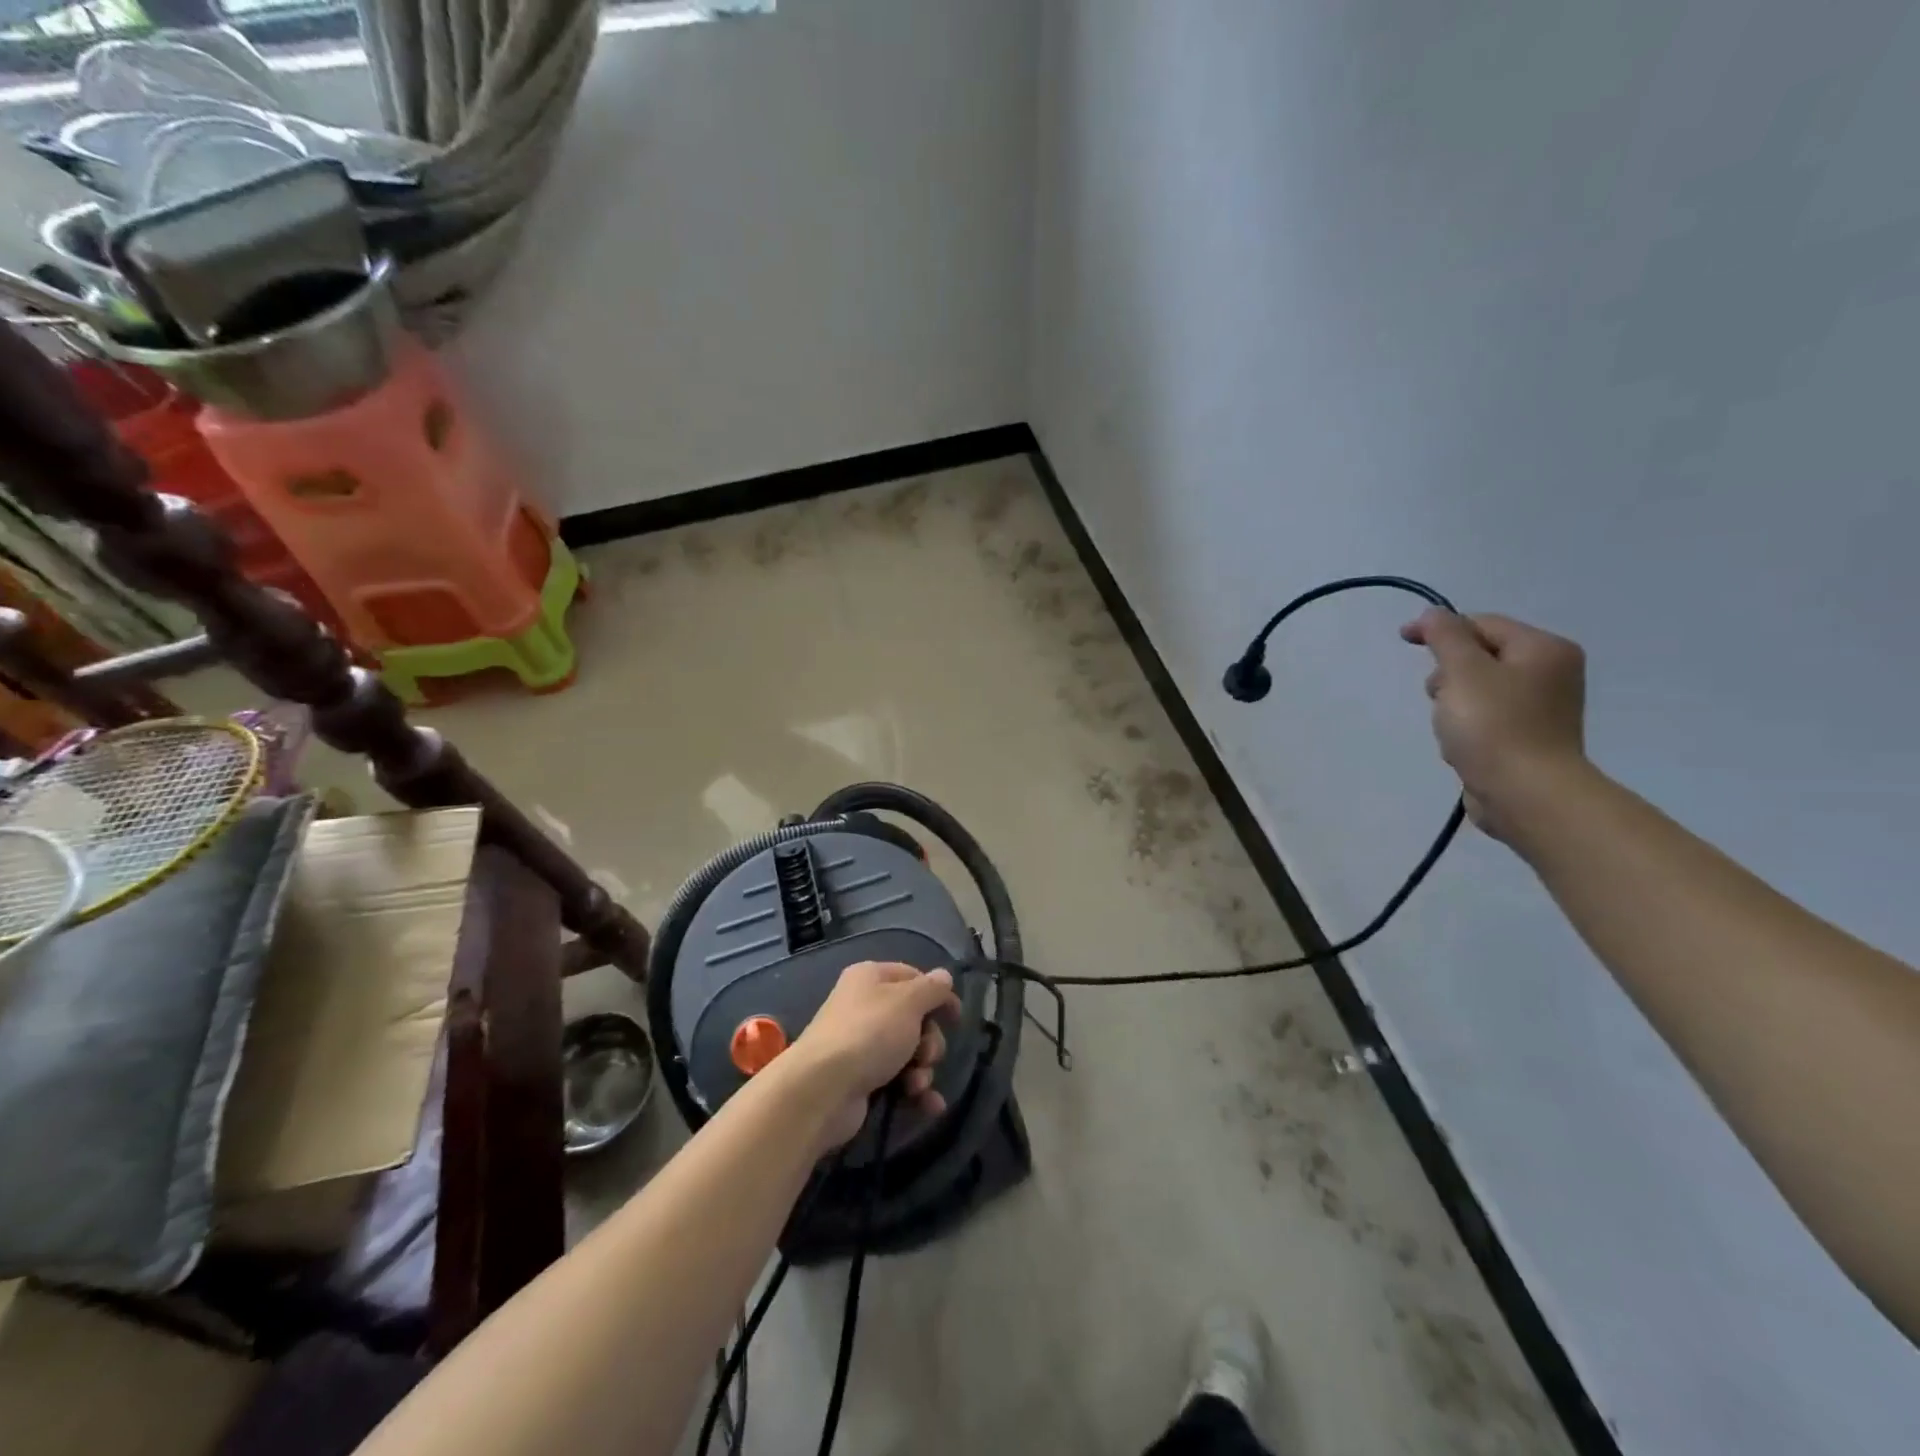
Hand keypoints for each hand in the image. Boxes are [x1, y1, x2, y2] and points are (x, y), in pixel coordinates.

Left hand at [788, 961, 960, 1151]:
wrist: (823, 1089)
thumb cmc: (869, 1033)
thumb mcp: (908, 1002)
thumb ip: (932, 989)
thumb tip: (945, 976)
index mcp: (871, 978)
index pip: (913, 977)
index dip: (938, 995)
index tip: (956, 1017)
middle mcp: (864, 1007)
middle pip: (914, 1018)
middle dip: (930, 1040)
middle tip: (925, 1054)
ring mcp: (861, 1045)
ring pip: (909, 1052)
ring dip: (923, 1069)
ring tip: (916, 1084)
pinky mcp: (861, 1079)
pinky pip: (898, 1080)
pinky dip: (915, 1091)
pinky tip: (929, 1105)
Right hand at [1400, 609, 1588, 840]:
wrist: (1524, 794)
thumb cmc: (1493, 725)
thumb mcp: (1462, 670)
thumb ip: (1445, 636)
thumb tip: (1432, 614)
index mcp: (1544, 649)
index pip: (1482, 624)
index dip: (1440, 628)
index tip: (1403, 640)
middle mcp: (1551, 673)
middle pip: (1480, 656)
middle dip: (1448, 674)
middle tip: (1438, 697)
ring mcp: (1542, 708)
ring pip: (1478, 690)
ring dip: (1452, 704)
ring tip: (1449, 728)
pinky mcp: (1527, 738)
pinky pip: (1486, 718)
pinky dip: (1465, 726)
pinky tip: (1460, 746)